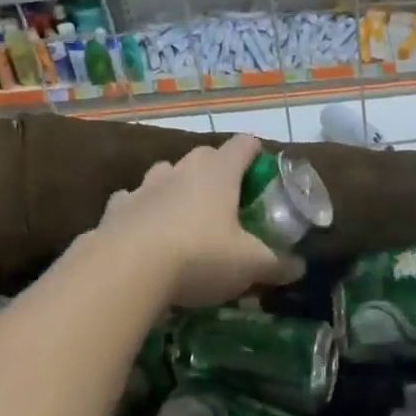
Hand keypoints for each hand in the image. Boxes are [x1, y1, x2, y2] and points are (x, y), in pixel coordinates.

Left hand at [95, 135, 302, 307]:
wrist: (126, 269)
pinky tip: (143, 234)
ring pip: (165, 174)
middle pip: (204, 156)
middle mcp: (181, 169)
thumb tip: (299, 267)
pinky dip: (140, 212)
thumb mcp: (249, 265)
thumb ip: (277, 264)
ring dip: (175, 188)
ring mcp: (144, 185)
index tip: (262, 172)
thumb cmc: (199, 257)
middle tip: (226, 203)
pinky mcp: (116, 208)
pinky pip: (132, 201)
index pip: (244, 145)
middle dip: (216, 173)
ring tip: (183, 218)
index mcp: (219, 172)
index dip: (255, 153)